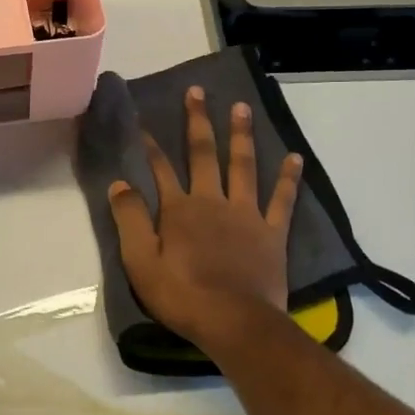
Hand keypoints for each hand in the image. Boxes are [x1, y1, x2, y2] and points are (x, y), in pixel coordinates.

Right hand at [107, 86, 302, 352]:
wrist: (234, 322)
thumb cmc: (182, 295)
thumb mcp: (140, 261)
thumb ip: (129, 219)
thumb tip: (120, 183)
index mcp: (179, 209)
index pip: (161, 169)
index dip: (152, 146)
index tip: (145, 123)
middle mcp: (212, 201)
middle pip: (203, 154)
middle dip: (198, 121)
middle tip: (198, 91)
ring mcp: (245, 214)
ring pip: (243, 165)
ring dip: (241, 135)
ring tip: (242, 107)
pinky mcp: (271, 232)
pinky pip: (282, 200)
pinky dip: (288, 178)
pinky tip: (294, 157)